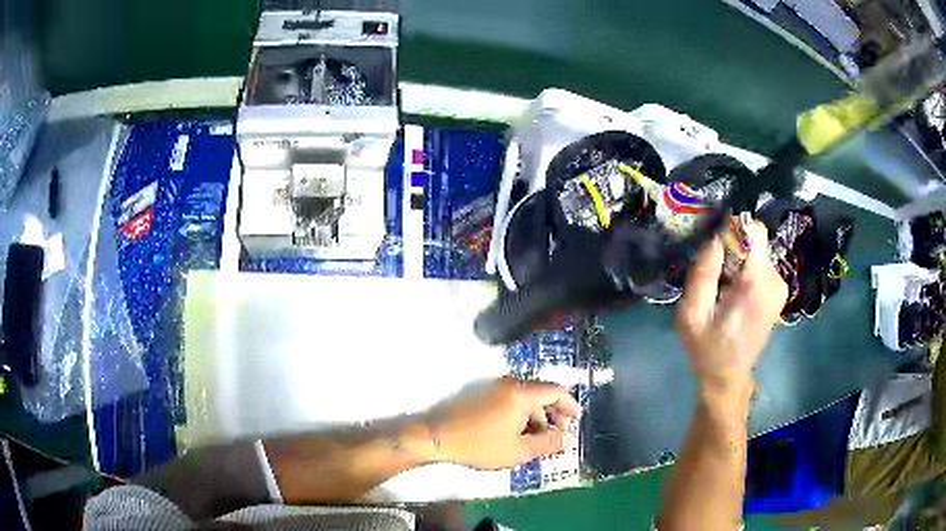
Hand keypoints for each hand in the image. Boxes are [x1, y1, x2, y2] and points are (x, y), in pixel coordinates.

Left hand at [424, 376, 580, 469]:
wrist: (436, 437)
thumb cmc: (479, 445)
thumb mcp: (518, 450)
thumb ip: (546, 444)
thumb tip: (564, 439)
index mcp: (521, 393)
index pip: (555, 391)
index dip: (570, 404)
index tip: (577, 418)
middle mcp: (509, 384)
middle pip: (540, 395)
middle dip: (552, 416)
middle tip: (556, 437)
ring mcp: (493, 388)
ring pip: (525, 399)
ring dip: (536, 418)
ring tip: (535, 442)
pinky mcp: (482, 395)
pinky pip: (511, 401)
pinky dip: (521, 416)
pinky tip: (517, 435)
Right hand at [676, 221, 787, 400]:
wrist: (728, 378)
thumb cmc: (708, 349)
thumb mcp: (692, 314)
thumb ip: (703, 272)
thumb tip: (714, 235)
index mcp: (757, 283)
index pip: (754, 230)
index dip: (732, 231)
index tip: (714, 250)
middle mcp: (775, 280)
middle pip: (755, 240)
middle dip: (732, 249)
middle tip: (714, 275)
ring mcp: (779, 286)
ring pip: (756, 251)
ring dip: (737, 261)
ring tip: (721, 288)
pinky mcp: (778, 292)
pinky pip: (760, 264)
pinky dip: (744, 271)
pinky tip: (732, 294)